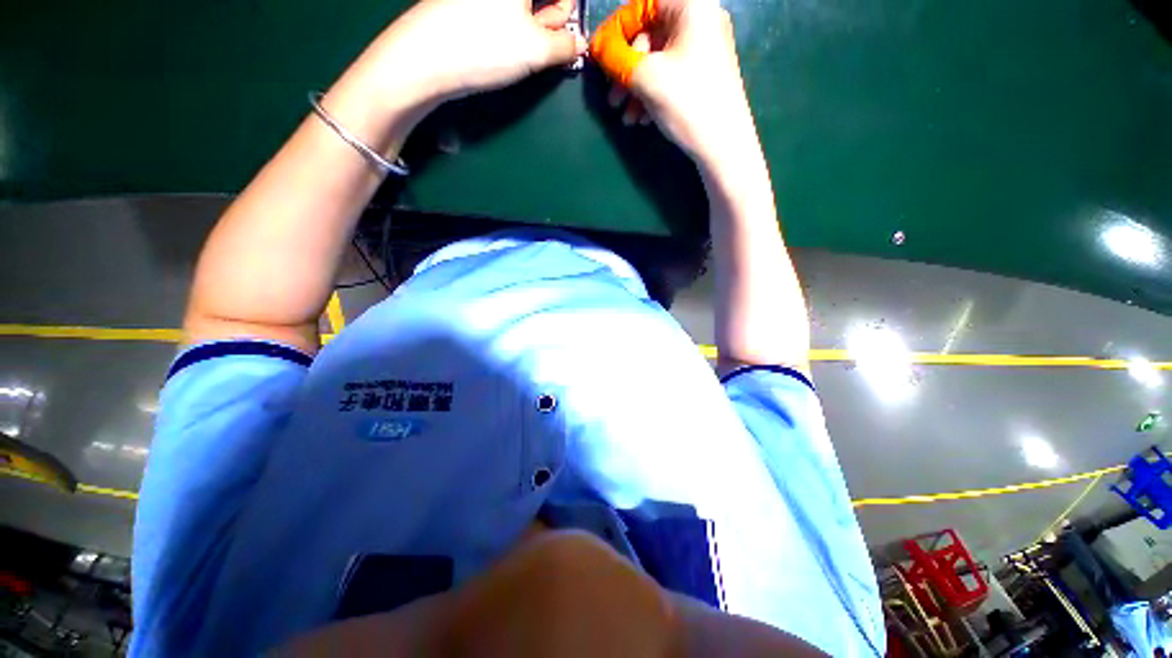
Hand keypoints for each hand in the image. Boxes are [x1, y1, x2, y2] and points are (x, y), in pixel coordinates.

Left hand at [376, 0, 587, 102]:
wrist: (426, 59)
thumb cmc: (487, 46)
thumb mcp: (537, 50)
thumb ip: (566, 46)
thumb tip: (580, 43)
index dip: (569, 8)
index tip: (573, 31)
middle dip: (557, 13)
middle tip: (560, 41)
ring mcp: (486, 1)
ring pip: (526, 4)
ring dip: (540, 24)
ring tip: (538, 49)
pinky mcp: (472, 8)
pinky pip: (507, 12)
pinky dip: (520, 27)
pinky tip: (518, 48)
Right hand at [591, 0, 755, 164]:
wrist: (724, 147)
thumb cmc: (687, 104)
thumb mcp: (646, 78)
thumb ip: (615, 58)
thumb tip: (597, 47)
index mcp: (691, 7)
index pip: (642, 6)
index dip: (616, 30)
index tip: (598, 57)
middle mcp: (700, 21)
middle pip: (650, 36)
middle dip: (626, 70)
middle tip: (612, 99)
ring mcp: (704, 50)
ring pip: (657, 60)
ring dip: (635, 88)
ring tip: (626, 117)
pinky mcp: (704, 75)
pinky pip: (670, 75)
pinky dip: (652, 94)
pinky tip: (642, 119)